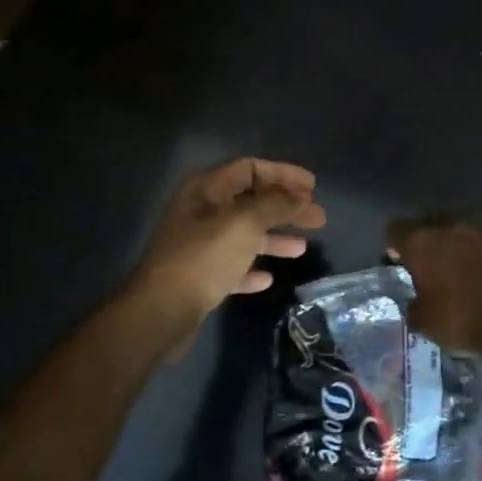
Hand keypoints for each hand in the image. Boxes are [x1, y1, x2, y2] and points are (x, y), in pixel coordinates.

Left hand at [134, 159, 326, 330]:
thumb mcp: (245, 223)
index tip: (312, 187)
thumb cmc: (205, 258)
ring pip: (245, 235)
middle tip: (318, 217)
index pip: (250, 169)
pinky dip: (252, 268)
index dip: (283, 174)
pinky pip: (233, 266)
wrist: (162, 311)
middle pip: (251, 202)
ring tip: (303, 248)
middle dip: (286, 208)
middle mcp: (201, 213)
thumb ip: (275, 204)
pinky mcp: (200, 277)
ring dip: (274, 238)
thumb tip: (300, 195)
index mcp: (207, 190)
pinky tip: (268, 278)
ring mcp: (199, 246)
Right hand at [384, 217, 481, 354]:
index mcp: (422, 243)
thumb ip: (414, 307)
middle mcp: (452, 227)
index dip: (394, 243)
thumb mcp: (424, 323)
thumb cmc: (461, 320)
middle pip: (432, 220)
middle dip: (429, 235)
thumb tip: (415, 303)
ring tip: (465, 258)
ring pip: (468, 224)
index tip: (397, 258)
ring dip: (463, 238)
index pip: (396, 229)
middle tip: (431, 259)